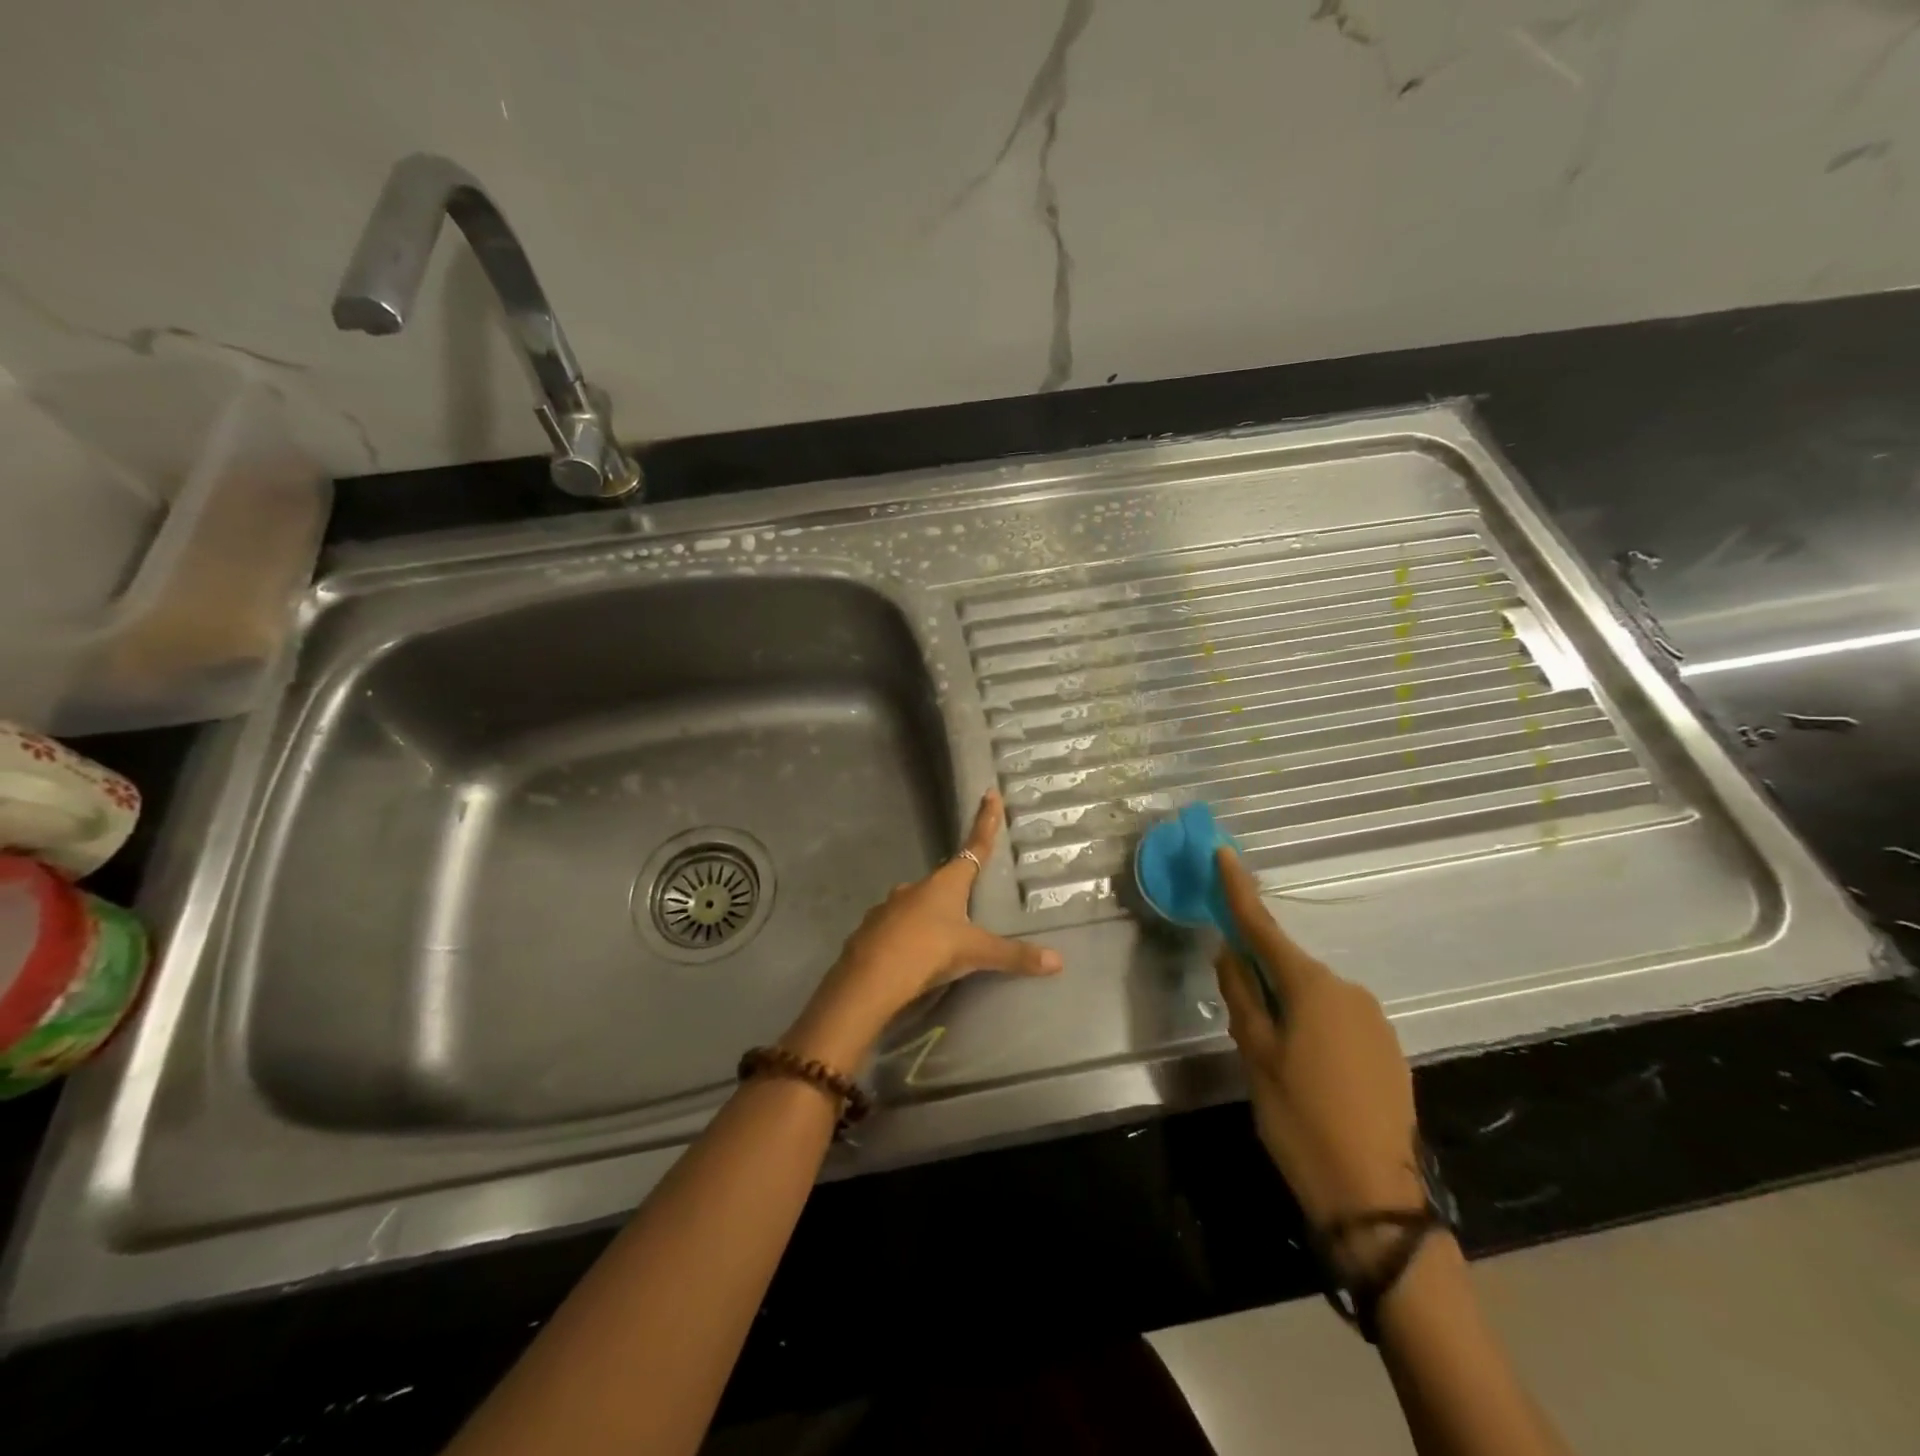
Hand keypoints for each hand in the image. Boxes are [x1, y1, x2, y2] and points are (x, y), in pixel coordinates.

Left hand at [782, 789, 1062, 1069]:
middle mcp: (916, 887)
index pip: (974, 847)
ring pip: (916, 904)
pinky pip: (897, 927)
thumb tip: (1057, 961)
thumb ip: (1013, 956)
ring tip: (941, 939)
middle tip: (969, 902)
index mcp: (945, 884)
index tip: (989, 794)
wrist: (869, 979)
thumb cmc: (927, 952)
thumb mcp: (974, 954)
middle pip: (943, 880)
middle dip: (957, 887)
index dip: (985, 822)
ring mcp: (890, 907)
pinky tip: (913, 955)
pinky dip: (908, 935)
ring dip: (930, 914)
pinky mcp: (872, 930)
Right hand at [1212, 848, 1424, 1241]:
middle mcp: (1347, 991)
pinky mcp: (1386, 1048)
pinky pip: (1336, 1020)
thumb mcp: (1256, 1057)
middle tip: (1241, 1024)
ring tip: (1274, 1061)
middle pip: (1288, 966)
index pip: (1263, 927)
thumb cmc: (1300, 1120)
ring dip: (1286, 1008)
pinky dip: (1312, 1028)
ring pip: (1312, 996)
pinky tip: (1308, 1073)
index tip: (1223, 853)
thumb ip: (1241, 997)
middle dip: (1260, 977)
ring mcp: (1372, 1019)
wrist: (1375, 1197)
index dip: (1239, 890)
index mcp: (1311, 987)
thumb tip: (1228, 952)